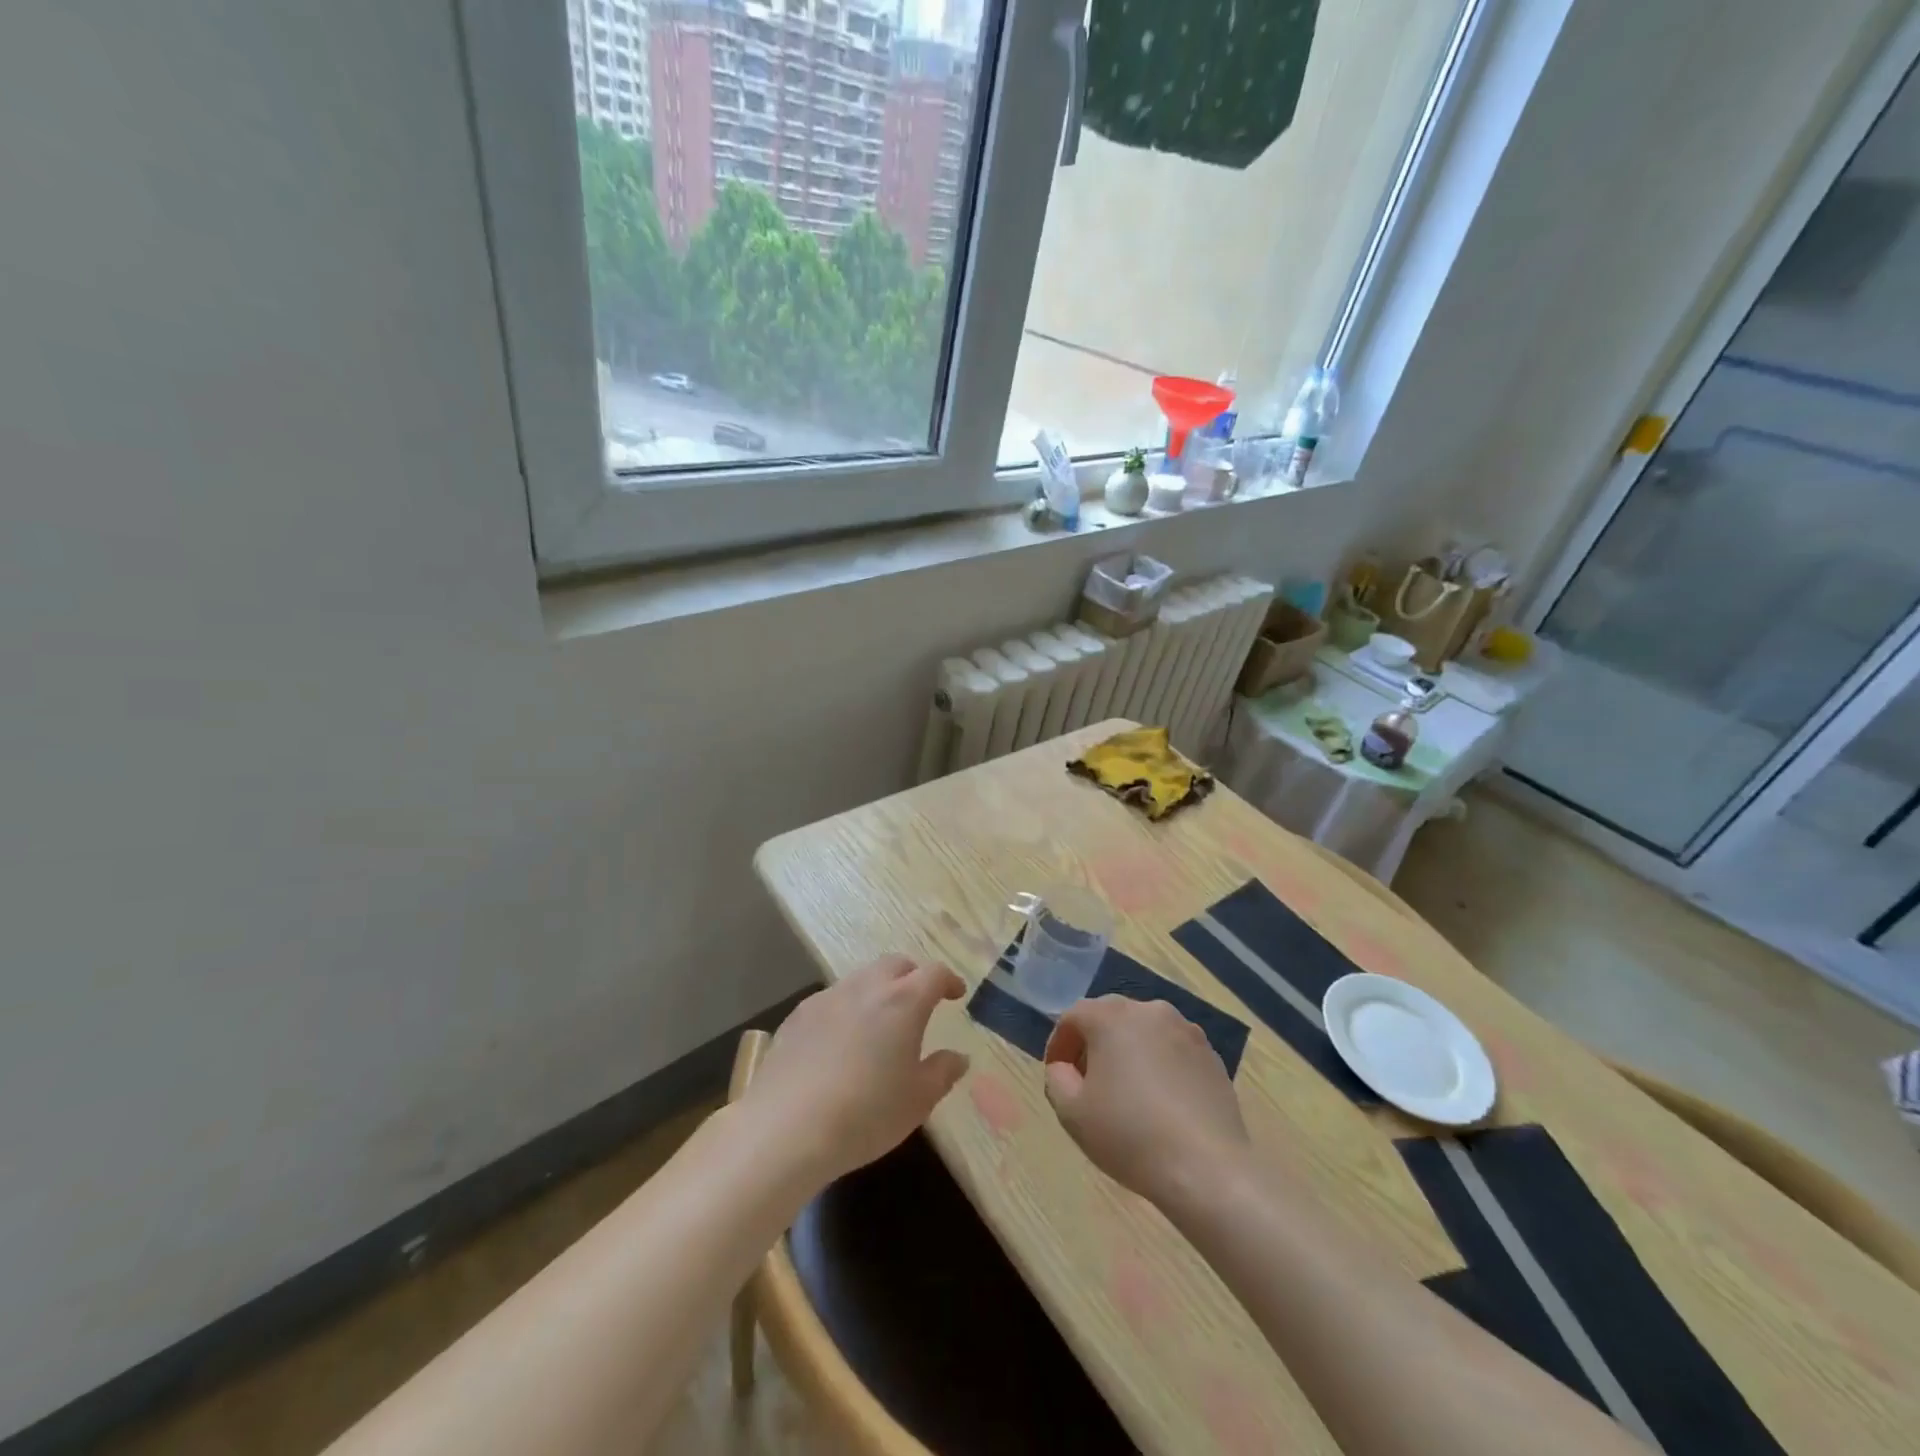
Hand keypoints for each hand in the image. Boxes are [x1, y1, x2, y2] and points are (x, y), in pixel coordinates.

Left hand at [746, 954, 969, 1185]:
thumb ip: (943, 1073)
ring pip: (861, 979)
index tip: (956, 994)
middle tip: (919, 1002)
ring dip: (877, 991)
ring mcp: (828, 997)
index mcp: (903, 1001)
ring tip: (879, 1024)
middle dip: (912, 977)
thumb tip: (958, 1057)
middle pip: (895, 965)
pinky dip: (846, 1009)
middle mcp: (866, 987)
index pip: (934, 974)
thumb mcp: (918, 1101)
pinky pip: (832, 1000)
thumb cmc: (866, 1114)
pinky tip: (840, 1042)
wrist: (787, 1128)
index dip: (949, 981)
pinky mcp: (798, 1015)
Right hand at [1042, 997, 1248, 1207]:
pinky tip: (1160, 1103)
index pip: (1072, 1017)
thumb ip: (1056, 1078)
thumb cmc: (1129, 1135)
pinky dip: (1159, 1066)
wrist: (1207, 1169)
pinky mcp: (1211, 1055)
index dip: (1059, 1045)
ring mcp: (1186, 1030)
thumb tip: (1065, 1068)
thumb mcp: (1071, 1113)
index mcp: (1111, 1016)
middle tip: (1088, 1082)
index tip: (1058, 1075)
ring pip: (1144, 1032)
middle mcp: (1149, 1010)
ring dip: (1128, 1053)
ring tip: (1126, 1093)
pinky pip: (1172, 1051)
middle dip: (1094, 1045)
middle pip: (1110, 1017)